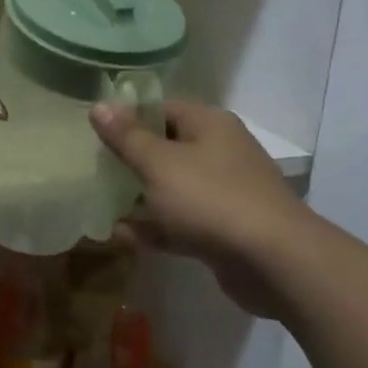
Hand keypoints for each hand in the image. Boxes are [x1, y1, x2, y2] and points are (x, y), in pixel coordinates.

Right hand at [91, 98, 315, 316]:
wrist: (273, 261)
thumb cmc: (209, 199)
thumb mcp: (158, 163)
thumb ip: (126, 137)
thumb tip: (98, 106)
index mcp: (210, 125)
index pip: (162, 109)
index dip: (128, 118)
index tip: (95, 134)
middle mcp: (221, 152)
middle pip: (166, 148)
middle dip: (130, 161)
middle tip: (94, 170)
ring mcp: (225, 192)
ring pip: (172, 188)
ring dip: (139, 197)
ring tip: (102, 205)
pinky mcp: (224, 228)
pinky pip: (181, 221)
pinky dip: (156, 227)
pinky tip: (123, 236)